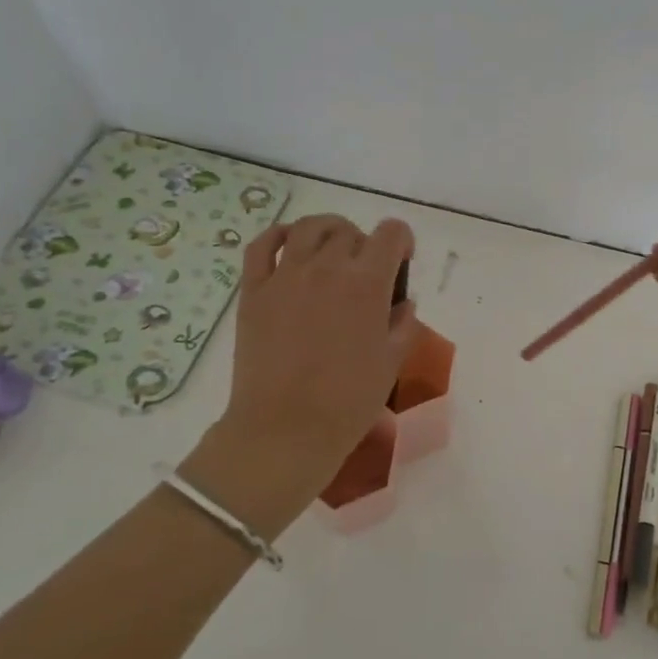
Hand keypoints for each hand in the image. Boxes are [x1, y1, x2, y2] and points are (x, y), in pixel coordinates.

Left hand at [180, 214, 418, 537]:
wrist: (286, 430)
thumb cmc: (348, 400)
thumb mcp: (392, 361)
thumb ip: (403, 324)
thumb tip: (401, 303)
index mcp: (367, 283)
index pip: (391, 233)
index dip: (402, 240)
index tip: (401, 262)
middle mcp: (327, 267)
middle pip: (350, 232)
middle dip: (365, 245)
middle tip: (365, 272)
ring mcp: (286, 275)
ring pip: (309, 228)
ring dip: (328, 232)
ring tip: (332, 251)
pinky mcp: (254, 290)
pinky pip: (263, 245)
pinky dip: (280, 235)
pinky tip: (291, 246)